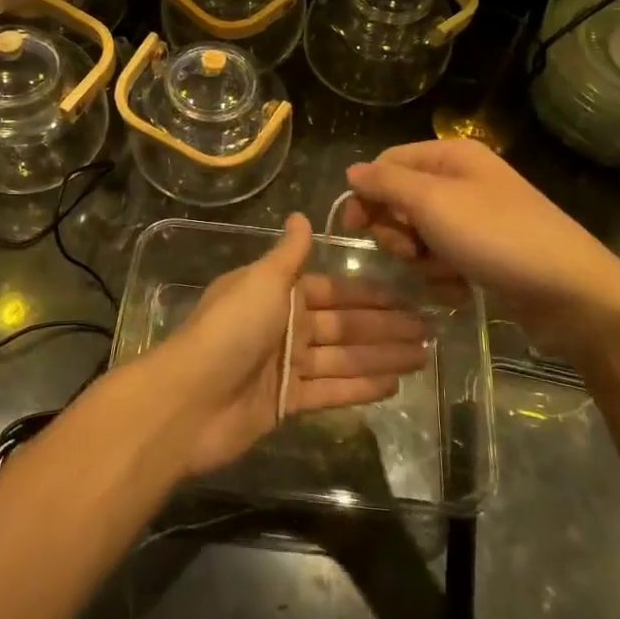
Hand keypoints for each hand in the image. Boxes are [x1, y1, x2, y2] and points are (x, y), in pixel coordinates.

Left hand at [145, 214, 430, 476]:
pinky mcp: (286, 403)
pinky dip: (360, 387)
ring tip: (423, 357)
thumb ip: (288, 254)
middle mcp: (284, 326)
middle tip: (429, 331)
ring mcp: (286, 366)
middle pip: (344, 326)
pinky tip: (393, 385)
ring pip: (343, 358)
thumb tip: (301, 215)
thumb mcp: (261, 281)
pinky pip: (331, 391)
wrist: (190, 399)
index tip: (407, 297)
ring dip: (382, 356)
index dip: (370, 295)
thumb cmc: (229, 330)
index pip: (334, 291)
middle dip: (386, 328)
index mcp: (278, 294)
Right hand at [343, 141, 619, 357]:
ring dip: (422, 260)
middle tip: (410, 252)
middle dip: (397, 231)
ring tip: (445, 273)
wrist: (571, 293)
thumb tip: (352, 171)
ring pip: (419, 236)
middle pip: (400, 201)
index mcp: (451, 157)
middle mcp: (462, 181)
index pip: (387, 163)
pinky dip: (444, 277)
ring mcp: (475, 219)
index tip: (355, 228)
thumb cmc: (497, 237)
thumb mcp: (433, 202)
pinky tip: (461, 289)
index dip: (367, 193)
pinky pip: (443, 260)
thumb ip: (386, 184)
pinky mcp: (485, 254)